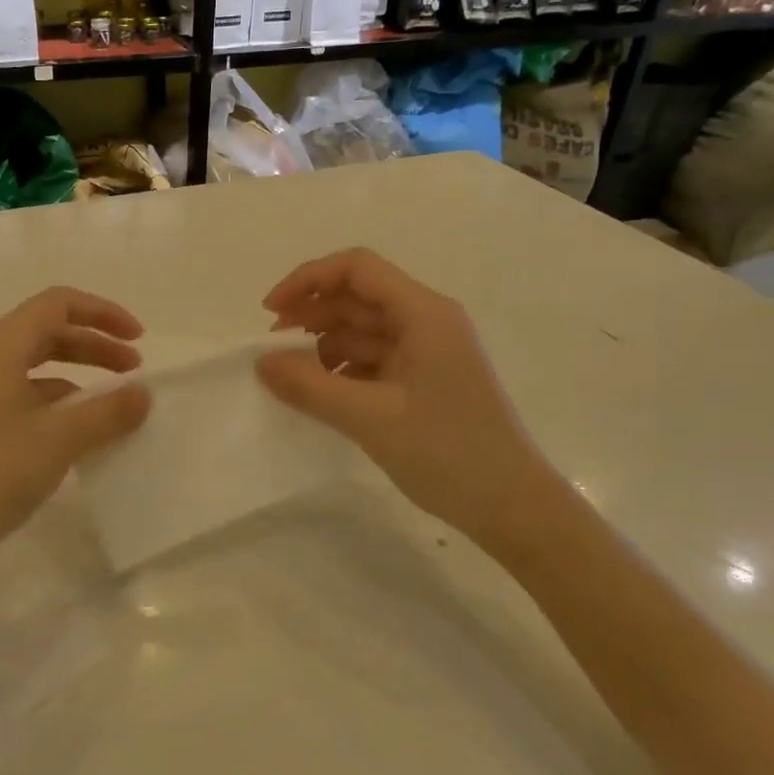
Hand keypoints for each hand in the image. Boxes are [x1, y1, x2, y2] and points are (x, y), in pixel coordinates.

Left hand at [0, 287, 150, 567]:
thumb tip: (142, 394)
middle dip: (93, 346)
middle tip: (133, 372)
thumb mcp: (59, 440)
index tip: (138, 342)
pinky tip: (70, 432)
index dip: (104, 314)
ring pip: (29, 364)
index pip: (58, 304)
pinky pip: (14, 393)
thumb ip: (107, 412)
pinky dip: (49, 401)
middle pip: (45, 331)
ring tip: (108, 404)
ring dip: (74, 374)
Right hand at [256, 249, 560, 543]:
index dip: (308, 280)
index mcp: (423, 314)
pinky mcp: (425, 380)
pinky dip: (343, 370)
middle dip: (311, 314)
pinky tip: (322, 394)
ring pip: (363, 331)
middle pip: (358, 297)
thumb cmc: (447, 453)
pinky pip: (374, 360)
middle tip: (271, 347)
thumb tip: (261, 362)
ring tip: (292, 376)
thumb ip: (309, 386)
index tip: (270, 312)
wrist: (512, 506)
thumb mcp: (368, 418)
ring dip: (324, 345)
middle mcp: (427, 322)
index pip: (357, 268)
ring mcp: (428, 352)